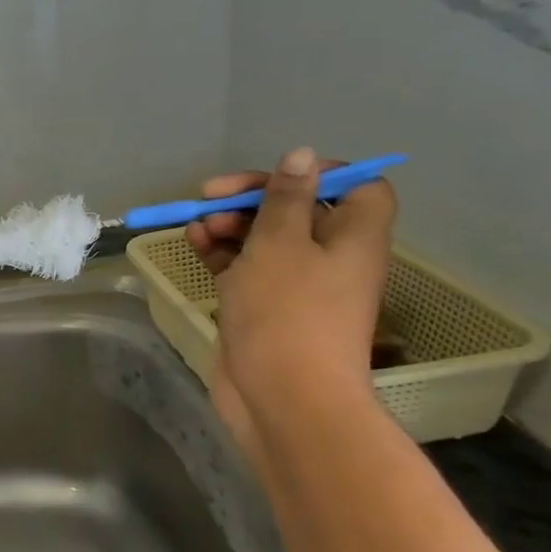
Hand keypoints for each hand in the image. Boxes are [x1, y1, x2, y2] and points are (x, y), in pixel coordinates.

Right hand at [184, 147, 395, 450]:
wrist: (283, 397)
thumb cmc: (287, 312)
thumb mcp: (280, 242)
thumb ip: (285, 197)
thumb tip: (302, 155)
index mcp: (353, 237)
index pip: (357, 187)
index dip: (321, 174)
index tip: (277, 175)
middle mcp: (331, 257)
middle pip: (298, 210)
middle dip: (254, 199)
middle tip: (211, 197)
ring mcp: (296, 285)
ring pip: (264, 239)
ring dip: (230, 225)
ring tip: (197, 226)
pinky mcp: (264, 307)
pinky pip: (244, 267)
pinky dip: (221, 252)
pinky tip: (193, 243)